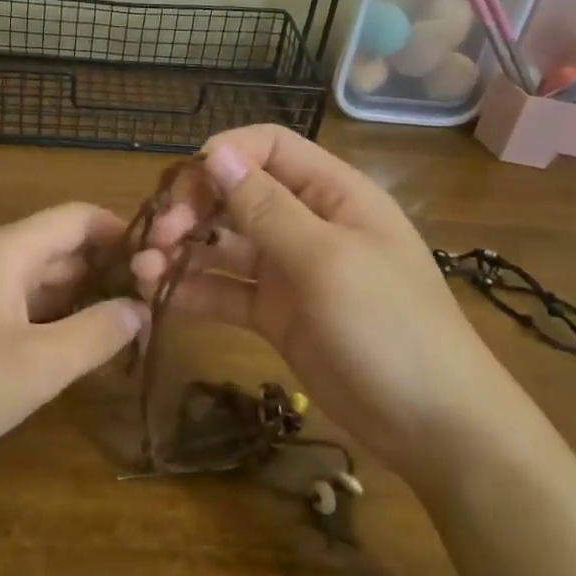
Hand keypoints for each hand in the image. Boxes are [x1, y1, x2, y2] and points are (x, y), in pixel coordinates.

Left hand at [0, 203, 146, 471]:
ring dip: (84, 297)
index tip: (164, 261)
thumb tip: (139, 308)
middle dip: (109, 268)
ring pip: (43, 280)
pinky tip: (78, 348)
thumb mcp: (38, 364)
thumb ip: (97, 332)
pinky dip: (55, 319)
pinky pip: (22, 307)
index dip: (123, 231)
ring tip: (129, 326)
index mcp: (7, 251)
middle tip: (156, 302)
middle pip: (62, 247)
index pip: (77, 217)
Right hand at [132, 125, 524, 491]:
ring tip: (143, 269)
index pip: (269, 148)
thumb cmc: (390, 328)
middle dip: (193, 207)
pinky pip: (226, 291)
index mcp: (333, 194)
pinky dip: (193, 290)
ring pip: (224, 244)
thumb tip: (215, 152)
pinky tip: (158, 296)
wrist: (433, 426)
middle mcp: (307, 223)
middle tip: (160, 236)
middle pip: (238, 194)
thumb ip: (267, 208)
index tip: (182, 185)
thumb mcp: (327, 260)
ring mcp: (289, 271)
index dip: (224, 155)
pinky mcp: (274, 314)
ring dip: (183, 250)